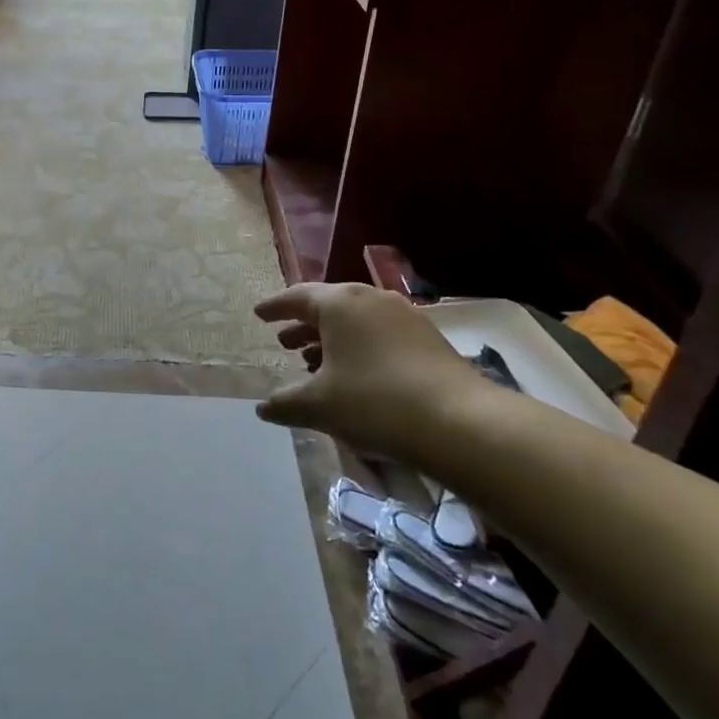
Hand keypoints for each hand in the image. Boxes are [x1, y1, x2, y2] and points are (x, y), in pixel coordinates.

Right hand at [253, 283, 498, 460]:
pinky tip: (355, 374)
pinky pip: (379, 332)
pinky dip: (359, 346)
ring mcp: (403, 315)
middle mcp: (370, 298)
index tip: (259, 314)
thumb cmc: (375, 402)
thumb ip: (286, 404)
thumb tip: (263, 408)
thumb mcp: (320, 406)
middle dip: (303, 324)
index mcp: (339, 303)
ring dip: (332, 338)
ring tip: (315, 362)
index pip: (297, 297)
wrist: (459, 421)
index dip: (275, 307)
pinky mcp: (427, 337)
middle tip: (284, 342)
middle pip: (328, 305)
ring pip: (356, 320)